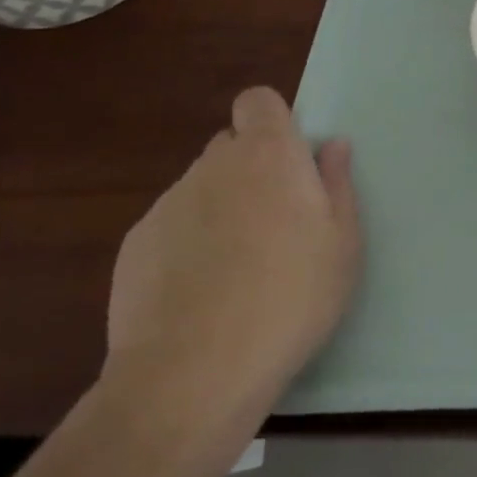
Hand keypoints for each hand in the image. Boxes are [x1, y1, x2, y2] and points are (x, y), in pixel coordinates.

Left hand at [105, 86, 360, 429]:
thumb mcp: (343, 243)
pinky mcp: (133, 247)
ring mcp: (168, 205)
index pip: (258, 101)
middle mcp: (214, 166)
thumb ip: (337, 185)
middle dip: (251, 168)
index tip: (290, 160)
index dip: (273, 121)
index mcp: (269, 154)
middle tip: (275, 219)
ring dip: (220, 207)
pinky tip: (199, 292)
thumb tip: (332, 146)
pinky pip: (171, 227)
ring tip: (236, 266)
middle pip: (230, 146)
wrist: (192, 375)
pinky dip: (186, 244)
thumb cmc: (291, 297)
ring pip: (201, 188)